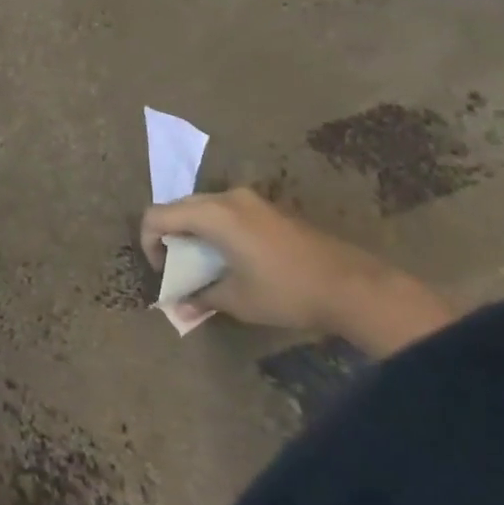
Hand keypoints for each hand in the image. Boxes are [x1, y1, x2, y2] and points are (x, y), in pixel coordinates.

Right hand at [142, 189, 452, 354]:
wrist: (355, 287)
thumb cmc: (287, 291)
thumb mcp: (237, 300)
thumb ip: (201, 297)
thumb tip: (178, 307)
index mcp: (212, 214)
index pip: (157, 216)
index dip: (148, 243)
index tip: (162, 272)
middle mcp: (227, 198)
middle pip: (178, 208)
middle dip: (169, 236)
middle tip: (177, 269)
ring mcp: (251, 200)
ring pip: (203, 208)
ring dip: (193, 232)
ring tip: (203, 265)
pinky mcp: (269, 209)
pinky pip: (226, 212)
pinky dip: (215, 230)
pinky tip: (230, 258)